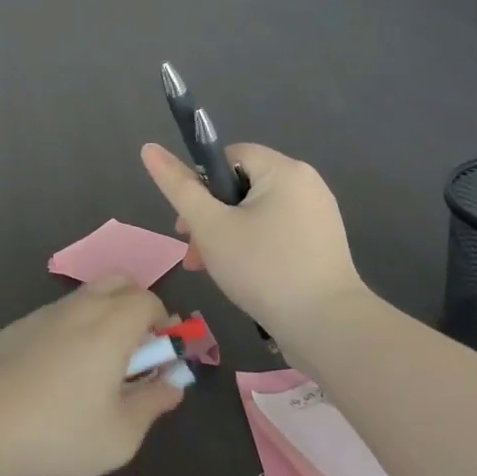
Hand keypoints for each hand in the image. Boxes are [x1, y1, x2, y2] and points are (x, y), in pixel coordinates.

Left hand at [0, 279, 186, 475]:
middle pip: (119, 281)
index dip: (162, 323)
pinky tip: (56, 374)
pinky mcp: (18, 326)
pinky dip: (71, 329)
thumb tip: (173, 385)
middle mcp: (81, 307)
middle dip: (136, 306)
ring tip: (96, 367)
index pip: (149, 300)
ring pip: (86, 296)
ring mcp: (45, 313)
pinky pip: (57, 315)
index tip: (159, 357)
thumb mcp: (120, 435)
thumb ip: (153, 404)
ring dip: (103, 316)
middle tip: (134, 351)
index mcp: (112, 325)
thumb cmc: (60, 432)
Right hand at [141, 141, 367, 345]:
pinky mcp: (323, 243)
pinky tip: (245, 277)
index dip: (201, 185)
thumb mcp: (210, 227)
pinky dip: (255, 246)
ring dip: (229, 235)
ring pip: (258, 213)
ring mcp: (319, 214)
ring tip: (213, 270)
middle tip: (195, 255)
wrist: (328, 326)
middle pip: (242, 186)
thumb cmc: (263, 268)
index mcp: (284, 169)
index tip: (188, 224)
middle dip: (211, 218)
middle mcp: (306, 183)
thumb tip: (149, 148)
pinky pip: (278, 231)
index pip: (229, 156)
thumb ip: (179, 188)